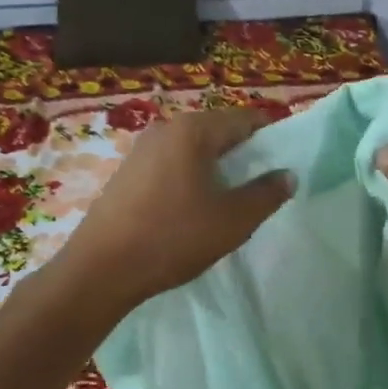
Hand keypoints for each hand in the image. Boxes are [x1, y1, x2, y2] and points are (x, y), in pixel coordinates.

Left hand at [57, 107, 293, 316]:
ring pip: (192, 149)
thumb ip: (266, 194)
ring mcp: (141, 150)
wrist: (100, 269)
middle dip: (242, 154)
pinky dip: (189, 177)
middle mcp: (165, 128)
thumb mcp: (233, 220)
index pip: (245, 119)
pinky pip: (170, 164)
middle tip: (258, 187)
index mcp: (193, 130)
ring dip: (215, 168)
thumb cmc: (173, 237)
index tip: (282, 165)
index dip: (269, 138)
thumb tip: (287, 175)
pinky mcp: (126, 172)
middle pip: (217, 131)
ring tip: (227, 201)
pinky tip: (191, 209)